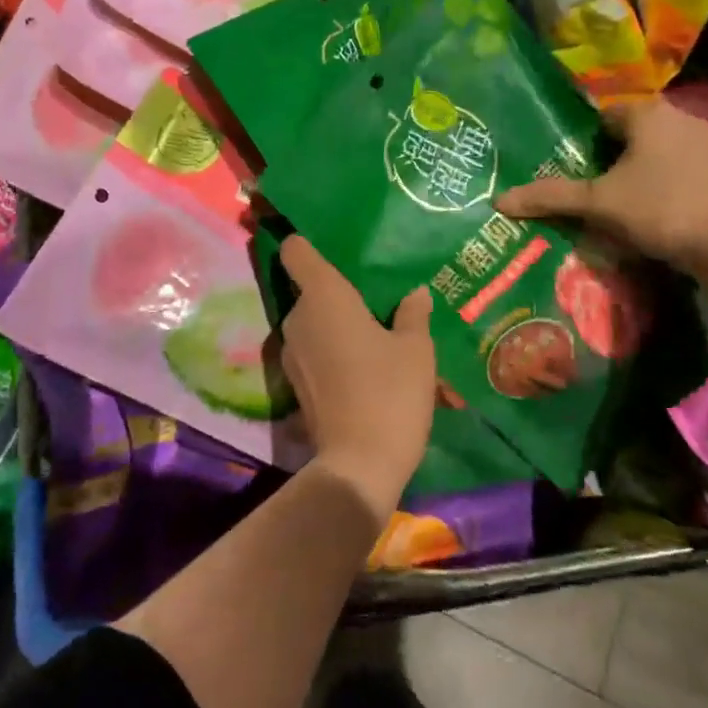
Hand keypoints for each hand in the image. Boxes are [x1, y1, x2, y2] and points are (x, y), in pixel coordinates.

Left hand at [279, 236, 435, 516]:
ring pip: (314, 324)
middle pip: (310, 290)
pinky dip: (332, 353)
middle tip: (375, 302)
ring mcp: (291, 353)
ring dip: (337, 326)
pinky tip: (364, 369)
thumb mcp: (416, 350)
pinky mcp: (294, 383)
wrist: (359, 464)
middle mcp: (298, 318)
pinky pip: (313, 352)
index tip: (326, 244)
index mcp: (324, 296)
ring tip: (376, 338)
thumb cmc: (390, 391)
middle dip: (338, 294)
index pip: (295, 251)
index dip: (304, 242)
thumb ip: (413, 314)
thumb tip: (415, 294)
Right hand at [495, 98, 707, 272]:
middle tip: (595, 190)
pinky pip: (683, 166)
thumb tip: (499, 200)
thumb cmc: (658, 210)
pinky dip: (668, 181)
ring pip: (659, 149)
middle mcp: (680, 117)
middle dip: (613, 157)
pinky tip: (661, 210)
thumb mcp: (597, 204)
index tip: (579, 172)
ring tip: (625, 203)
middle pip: (632, 132)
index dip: (587, 143)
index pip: (604, 117)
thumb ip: (551, 196)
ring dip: (642, 169)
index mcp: (647, 113)